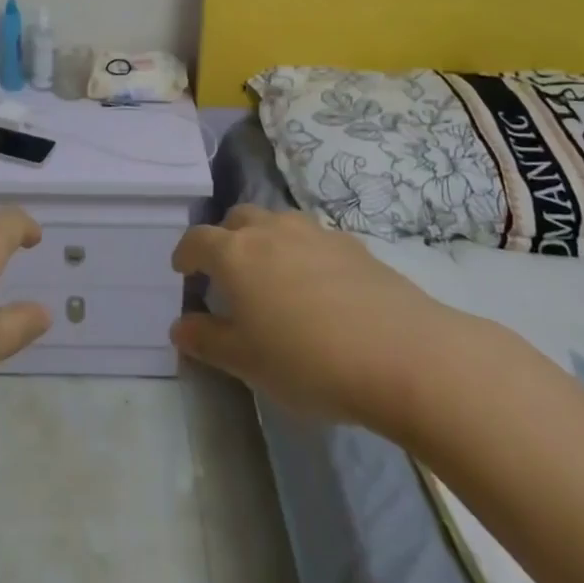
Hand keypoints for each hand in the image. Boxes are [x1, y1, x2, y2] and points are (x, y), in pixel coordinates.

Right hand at [170, 204, 469, 434]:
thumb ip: (208, 341)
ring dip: (265, 240)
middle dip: (225, 239)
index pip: (197, 240)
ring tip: (272, 275)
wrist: (404, 355)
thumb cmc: (309, 362)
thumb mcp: (248, 363)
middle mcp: (270, 230)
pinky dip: (303, 252)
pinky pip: (314, 239)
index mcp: (235, 253)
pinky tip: (319, 288)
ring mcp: (315, 233)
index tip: (183, 271)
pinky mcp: (353, 245)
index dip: (185, 254)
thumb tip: (179, 327)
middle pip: (237, 219)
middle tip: (227, 273)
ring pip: (277, 222)